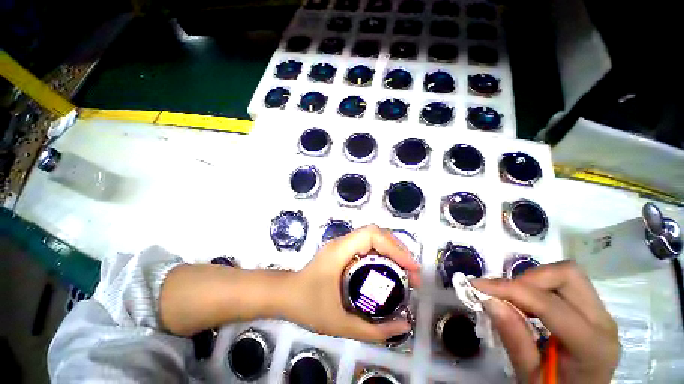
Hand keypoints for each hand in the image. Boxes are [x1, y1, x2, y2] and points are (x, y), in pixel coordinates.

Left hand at [285, 225, 420, 341]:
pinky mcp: (342, 251)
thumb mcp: (340, 323)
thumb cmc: (307, 306)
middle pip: (376, 233)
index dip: (395, 247)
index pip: (372, 235)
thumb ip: (373, 329)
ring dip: (391, 250)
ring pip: (373, 238)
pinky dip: (382, 254)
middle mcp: (342, 242)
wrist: (285, 295)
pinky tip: (388, 270)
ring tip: (405, 271)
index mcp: (341, 250)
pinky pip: (367, 246)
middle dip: (397, 249)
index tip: (411, 268)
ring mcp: (342, 245)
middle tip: (412, 273)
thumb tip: (404, 325)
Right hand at [473, 261, 619, 383]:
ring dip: (532, 280)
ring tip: (514, 299)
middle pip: (566, 274)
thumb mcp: (530, 376)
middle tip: (502, 294)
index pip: (549, 304)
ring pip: (565, 273)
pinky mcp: (592, 310)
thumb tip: (489, 299)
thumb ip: (514, 339)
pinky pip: (564, 284)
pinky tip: (527, 303)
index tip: (477, 285)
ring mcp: (601, 313)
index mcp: (592, 346)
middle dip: (527, 278)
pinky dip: (539, 286)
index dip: (510, 290)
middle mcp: (603, 322)